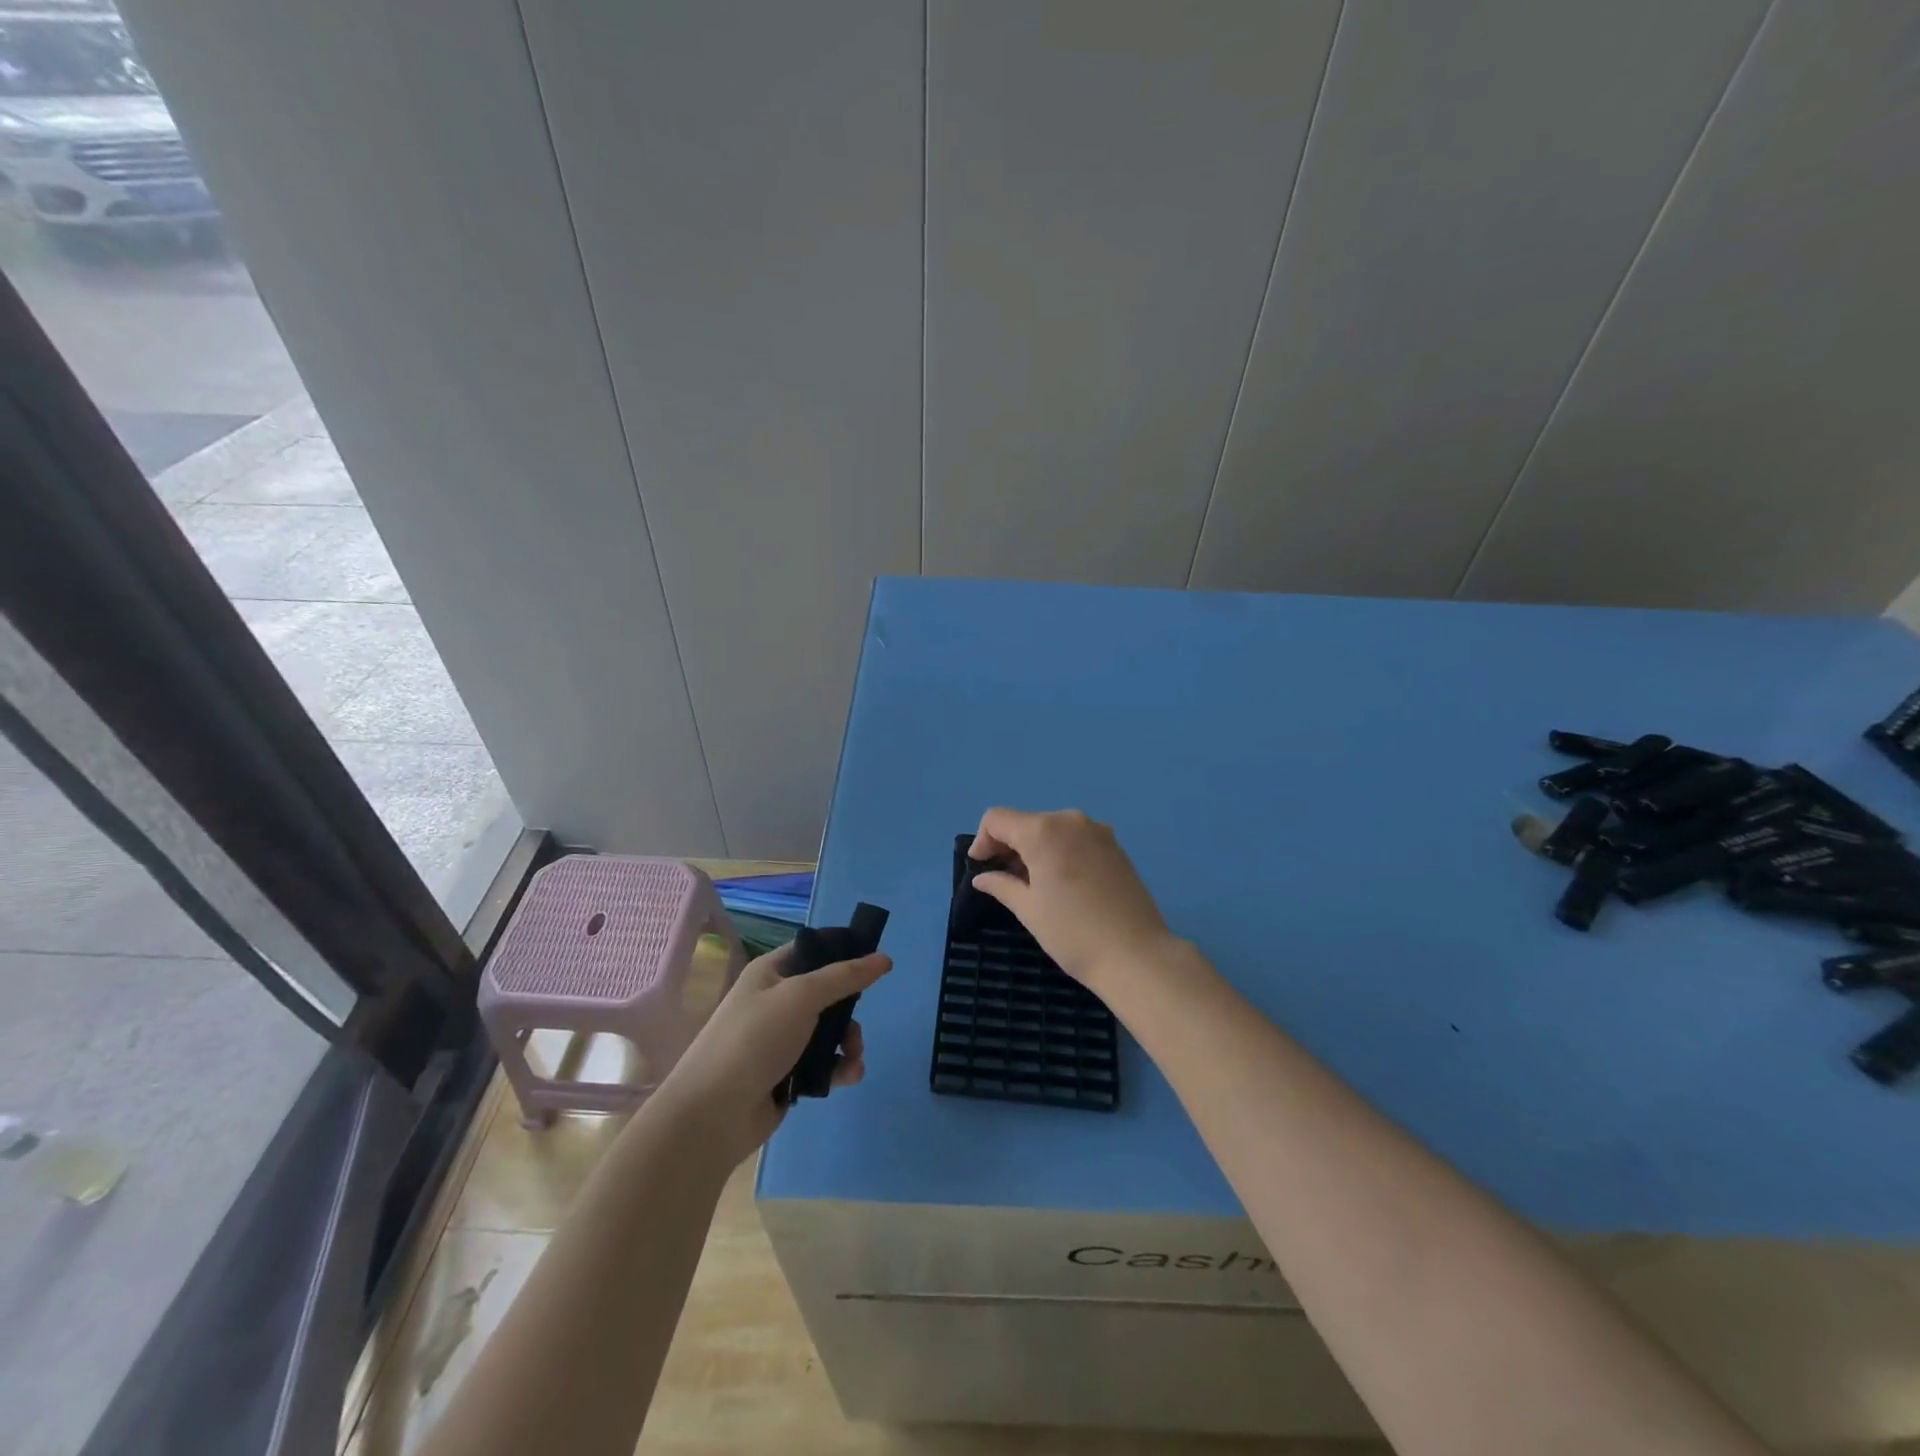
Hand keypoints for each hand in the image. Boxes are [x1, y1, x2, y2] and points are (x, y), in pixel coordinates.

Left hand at [654, 942, 890, 1164]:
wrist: (713, 1114)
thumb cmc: (755, 1039)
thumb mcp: (802, 996)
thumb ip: (845, 976)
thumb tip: (884, 958)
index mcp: (770, 972)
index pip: (812, 950)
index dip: (842, 952)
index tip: (874, 961)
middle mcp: (774, 1002)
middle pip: (826, 994)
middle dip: (849, 1009)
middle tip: (857, 1023)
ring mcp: (779, 1041)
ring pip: (828, 1031)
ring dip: (848, 1042)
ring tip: (854, 1058)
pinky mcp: (786, 1075)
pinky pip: (822, 1063)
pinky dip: (839, 1068)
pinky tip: (848, 1077)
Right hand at [968, 807, 1179, 991]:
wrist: (1136, 955)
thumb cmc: (1073, 934)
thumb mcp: (1029, 910)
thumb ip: (1002, 885)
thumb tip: (983, 877)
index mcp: (1043, 831)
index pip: (997, 819)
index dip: (982, 841)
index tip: (981, 869)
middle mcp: (1069, 820)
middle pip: (1026, 822)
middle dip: (1008, 846)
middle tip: (1004, 881)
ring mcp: (1097, 830)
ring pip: (1052, 829)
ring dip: (1035, 849)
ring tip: (1034, 885)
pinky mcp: (1115, 845)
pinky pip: (1075, 838)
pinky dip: (1060, 851)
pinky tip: (1063, 883)